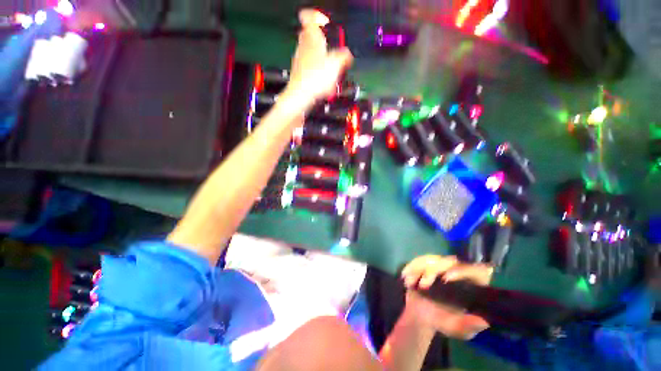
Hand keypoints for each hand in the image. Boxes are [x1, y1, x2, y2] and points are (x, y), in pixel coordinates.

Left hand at [282, 9, 352, 111]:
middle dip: (319, 40)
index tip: (322, 21)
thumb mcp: (337, 65)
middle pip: (308, 36)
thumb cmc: (316, 77)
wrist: (301, 96)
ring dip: (319, 60)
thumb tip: (348, 55)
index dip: (315, 17)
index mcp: (312, 38)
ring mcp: (299, 61)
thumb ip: (344, 57)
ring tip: (329, 72)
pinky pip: (308, 70)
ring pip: (309, 54)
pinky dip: (316, 74)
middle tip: (329, 48)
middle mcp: (303, 47)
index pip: (309, 18)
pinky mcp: (298, 74)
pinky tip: (323, 85)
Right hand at [401, 255, 493, 339]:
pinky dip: (411, 268)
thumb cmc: (441, 322)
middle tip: (424, 285)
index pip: (476, 271)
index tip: (447, 278)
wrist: (420, 316)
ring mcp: (440, 267)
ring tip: (414, 284)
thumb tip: (484, 321)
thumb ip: (468, 325)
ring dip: (421, 269)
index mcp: (470, 286)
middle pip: (450, 261)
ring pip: (432, 259)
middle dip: (433, 270)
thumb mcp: (457, 328)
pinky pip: (418, 260)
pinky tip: (407, 279)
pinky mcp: (425, 265)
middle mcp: (457, 272)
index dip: (464, 271)